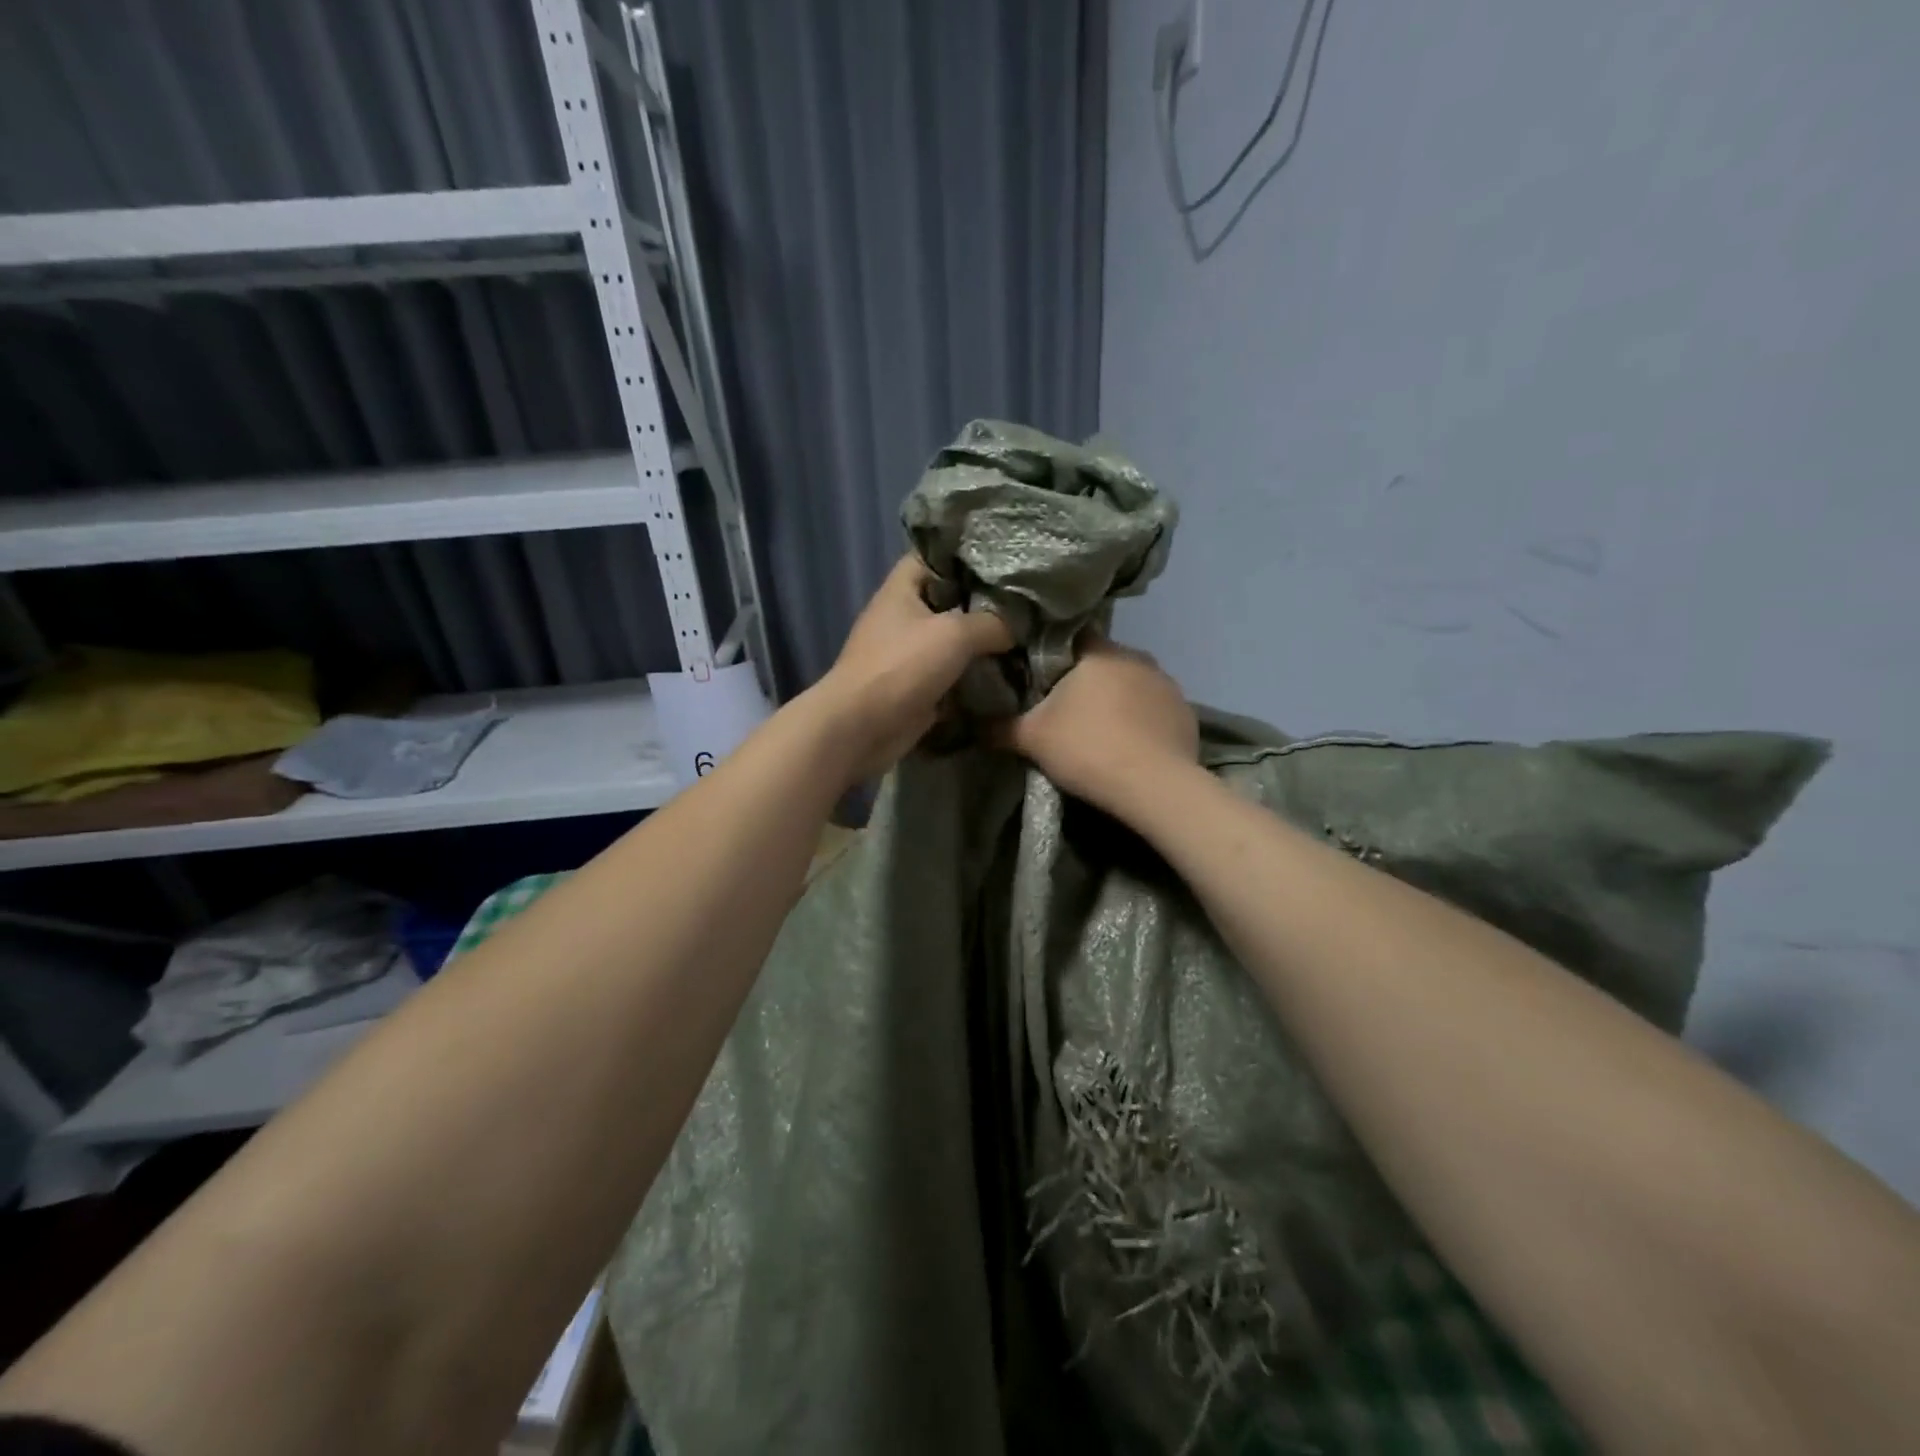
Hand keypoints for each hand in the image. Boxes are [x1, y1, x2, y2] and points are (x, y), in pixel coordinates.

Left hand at [809, 555, 1012, 781]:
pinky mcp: (917, 686)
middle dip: (984, 602)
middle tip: (1026, 602)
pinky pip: (952, 674)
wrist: (862, 728)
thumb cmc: (902, 666)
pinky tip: (1009, 672)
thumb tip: (1018, 626)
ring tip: (1026, 636)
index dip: (965, 553)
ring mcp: (908, 654)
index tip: (1004, 559)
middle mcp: (903, 616)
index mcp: (902, 589)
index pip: (933, 556)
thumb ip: (992, 623)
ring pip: (952, 640)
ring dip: (982, 643)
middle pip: (948, 599)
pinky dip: (974, 676)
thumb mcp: (954, 633)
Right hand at [992, 638, 1198, 817]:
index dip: (1052, 654)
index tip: (1039, 677)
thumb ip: (1000, 727)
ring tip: (1100, 731)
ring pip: (1131, 684)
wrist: (1154, 787)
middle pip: (1103, 661)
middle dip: (1085, 680)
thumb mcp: (1031, 739)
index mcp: (1099, 652)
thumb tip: (972, 723)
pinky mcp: (1186, 713)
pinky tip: (1130, 746)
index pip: (1071, 636)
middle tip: (1064, 709)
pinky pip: (1154, 709)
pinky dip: (1141, 721)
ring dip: (1116, 700)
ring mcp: (1167, 685)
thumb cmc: (1086, 748)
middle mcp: (1137, 657)